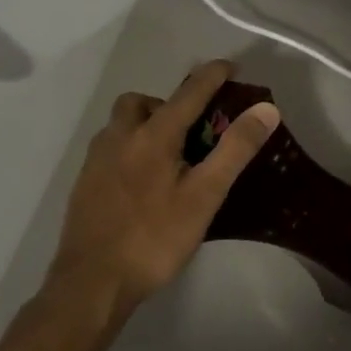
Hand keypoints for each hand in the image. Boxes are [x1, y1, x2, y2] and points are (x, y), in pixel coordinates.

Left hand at [44, 60, 280, 324]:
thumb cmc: (155, 238)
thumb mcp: (205, 195)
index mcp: (152, 136)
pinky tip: (145, 181)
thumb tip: (266, 108)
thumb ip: (235, 149)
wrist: (92, 283)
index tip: (231, 67)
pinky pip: (111, 148)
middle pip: (142, 102)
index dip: (212, 76)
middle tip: (194, 128)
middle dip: (169, 103)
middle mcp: (119, 138)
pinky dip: (132, 147)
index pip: (188, 93)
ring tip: (172, 155)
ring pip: (121, 125)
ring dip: (147, 124)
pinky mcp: (85, 184)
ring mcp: (96, 161)